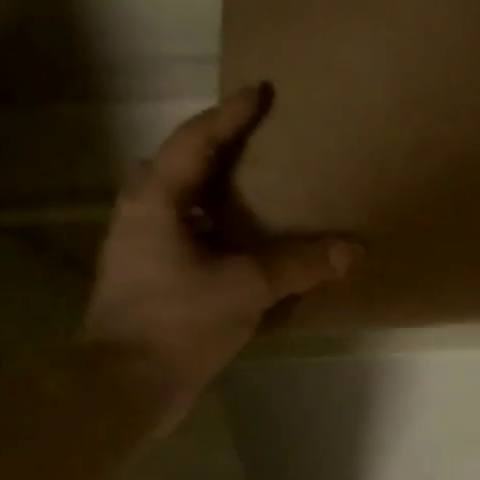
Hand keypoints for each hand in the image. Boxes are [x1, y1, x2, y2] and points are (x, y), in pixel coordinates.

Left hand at [81, 83, 360, 427]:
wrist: (125, 388)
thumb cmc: (177, 322)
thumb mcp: (247, 287)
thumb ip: (300, 264)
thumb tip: (355, 249)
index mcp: (157, 201)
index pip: (197, 141)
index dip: (231, 114)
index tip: (261, 91)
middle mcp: (142, 216)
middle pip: (182, 166)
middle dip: (218, 148)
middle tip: (258, 138)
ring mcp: (143, 250)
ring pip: (184, 204)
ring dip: (217, 192)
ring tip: (258, 188)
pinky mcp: (152, 281)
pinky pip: (190, 237)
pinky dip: (220, 231)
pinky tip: (248, 247)